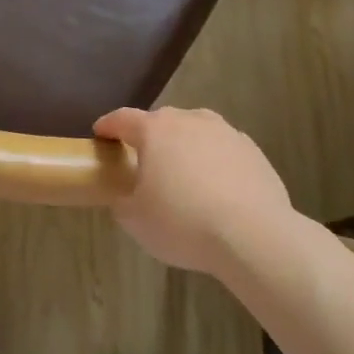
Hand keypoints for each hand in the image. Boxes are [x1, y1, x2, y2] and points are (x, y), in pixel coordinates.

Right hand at [92, 106, 292, 275]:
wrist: (252, 234)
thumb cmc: (183, 223)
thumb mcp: (136, 221)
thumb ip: (123, 201)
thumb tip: (124, 194)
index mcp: (154, 131)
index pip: (123, 119)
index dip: (108, 125)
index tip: (101, 133)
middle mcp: (189, 120)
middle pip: (162, 121)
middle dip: (150, 137)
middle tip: (145, 162)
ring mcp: (224, 131)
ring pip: (196, 131)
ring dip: (186, 146)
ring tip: (184, 173)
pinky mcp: (251, 149)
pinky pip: (223, 149)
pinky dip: (215, 161)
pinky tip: (217, 188)